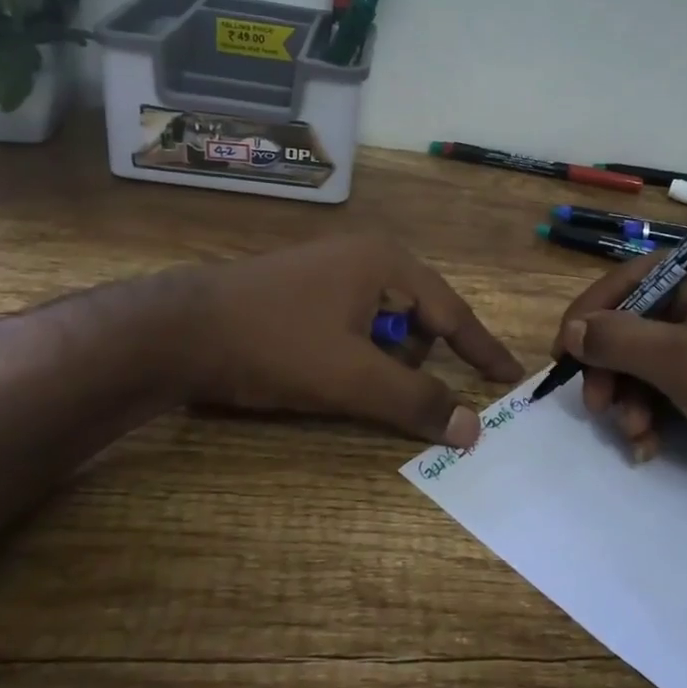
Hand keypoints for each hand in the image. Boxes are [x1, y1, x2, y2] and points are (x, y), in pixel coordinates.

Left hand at [176, 235, 523, 446]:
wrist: (176, 330)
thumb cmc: (275, 344)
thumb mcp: (351, 378)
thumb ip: (416, 401)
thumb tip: (474, 429)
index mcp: (387, 263)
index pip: (452, 312)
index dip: (482, 349)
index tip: (510, 376)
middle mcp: (366, 258)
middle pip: (417, 319)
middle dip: (413, 362)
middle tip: (390, 394)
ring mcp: (332, 272)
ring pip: (383, 327)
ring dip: (380, 362)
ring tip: (346, 385)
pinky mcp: (305, 292)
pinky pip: (353, 327)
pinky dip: (355, 356)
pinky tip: (325, 374)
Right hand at [549, 243, 686, 505]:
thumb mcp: (681, 361)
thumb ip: (619, 339)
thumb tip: (571, 332)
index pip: (629, 279)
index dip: (590, 314)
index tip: (562, 353)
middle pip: (631, 322)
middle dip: (612, 368)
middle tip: (597, 406)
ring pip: (641, 359)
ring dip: (628, 398)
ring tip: (633, 433)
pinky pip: (661, 384)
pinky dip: (647, 412)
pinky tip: (646, 444)